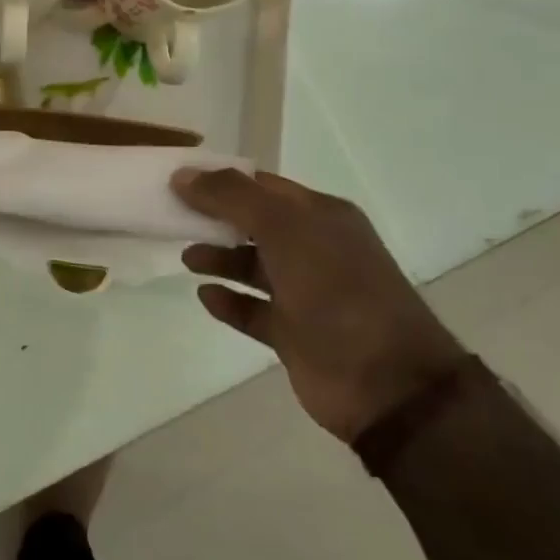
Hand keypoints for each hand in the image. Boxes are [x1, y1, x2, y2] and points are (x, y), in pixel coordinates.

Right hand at [172, 168, 465, 442]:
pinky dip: (229, 302)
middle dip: (216, 219)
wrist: (386, 383)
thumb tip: (183, 175)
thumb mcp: (285, 229)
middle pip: (255, 225)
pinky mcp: (295, 334)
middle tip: (174, 218)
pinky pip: (253, 310)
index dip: (222, 181)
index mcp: (322, 217)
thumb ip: (232, 198)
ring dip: (220, 259)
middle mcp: (316, 250)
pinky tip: (205, 295)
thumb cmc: (336, 291)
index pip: (264, 186)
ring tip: (187, 258)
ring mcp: (307, 294)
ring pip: (253, 267)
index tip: (180, 181)